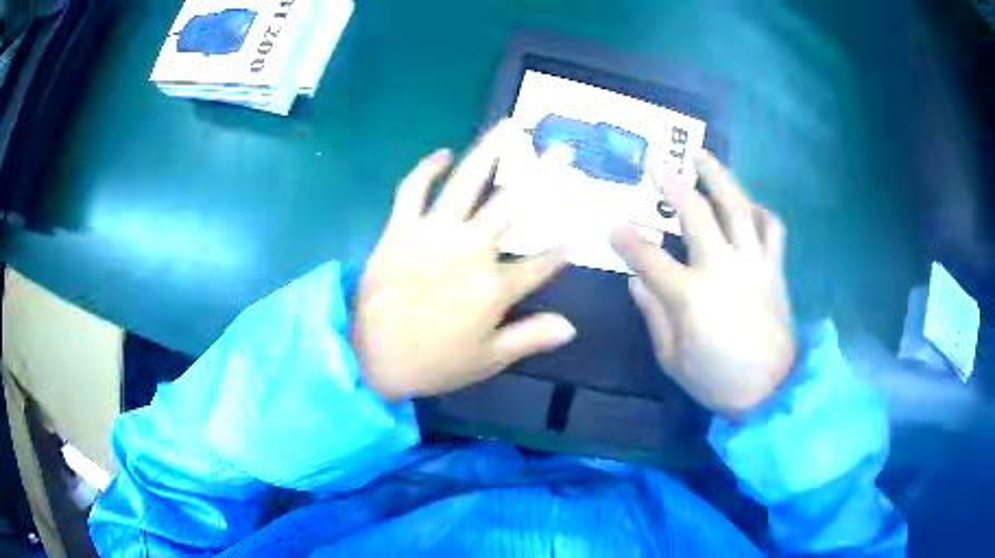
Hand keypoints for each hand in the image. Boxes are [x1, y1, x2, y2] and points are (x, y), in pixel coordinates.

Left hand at [353, 122, 575, 399]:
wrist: (369, 357)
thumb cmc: (432, 363)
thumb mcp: (487, 359)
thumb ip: (530, 337)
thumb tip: (571, 326)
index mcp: (494, 287)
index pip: (542, 262)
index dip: (564, 248)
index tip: (581, 232)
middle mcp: (469, 250)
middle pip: (514, 204)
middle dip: (545, 175)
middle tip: (564, 150)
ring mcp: (433, 233)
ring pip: (466, 181)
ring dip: (490, 150)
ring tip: (510, 126)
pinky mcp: (400, 228)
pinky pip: (413, 188)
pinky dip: (426, 167)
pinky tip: (443, 152)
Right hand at [611, 152, 795, 418]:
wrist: (771, 390)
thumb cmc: (717, 379)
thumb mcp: (671, 358)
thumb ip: (653, 314)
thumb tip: (636, 280)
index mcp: (690, 295)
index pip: (648, 256)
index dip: (625, 238)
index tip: (611, 223)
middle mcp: (722, 268)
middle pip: (696, 213)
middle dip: (673, 184)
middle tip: (658, 163)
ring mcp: (753, 263)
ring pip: (738, 206)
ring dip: (719, 176)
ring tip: (703, 156)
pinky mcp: (775, 268)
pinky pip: (773, 228)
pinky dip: (761, 211)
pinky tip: (750, 205)